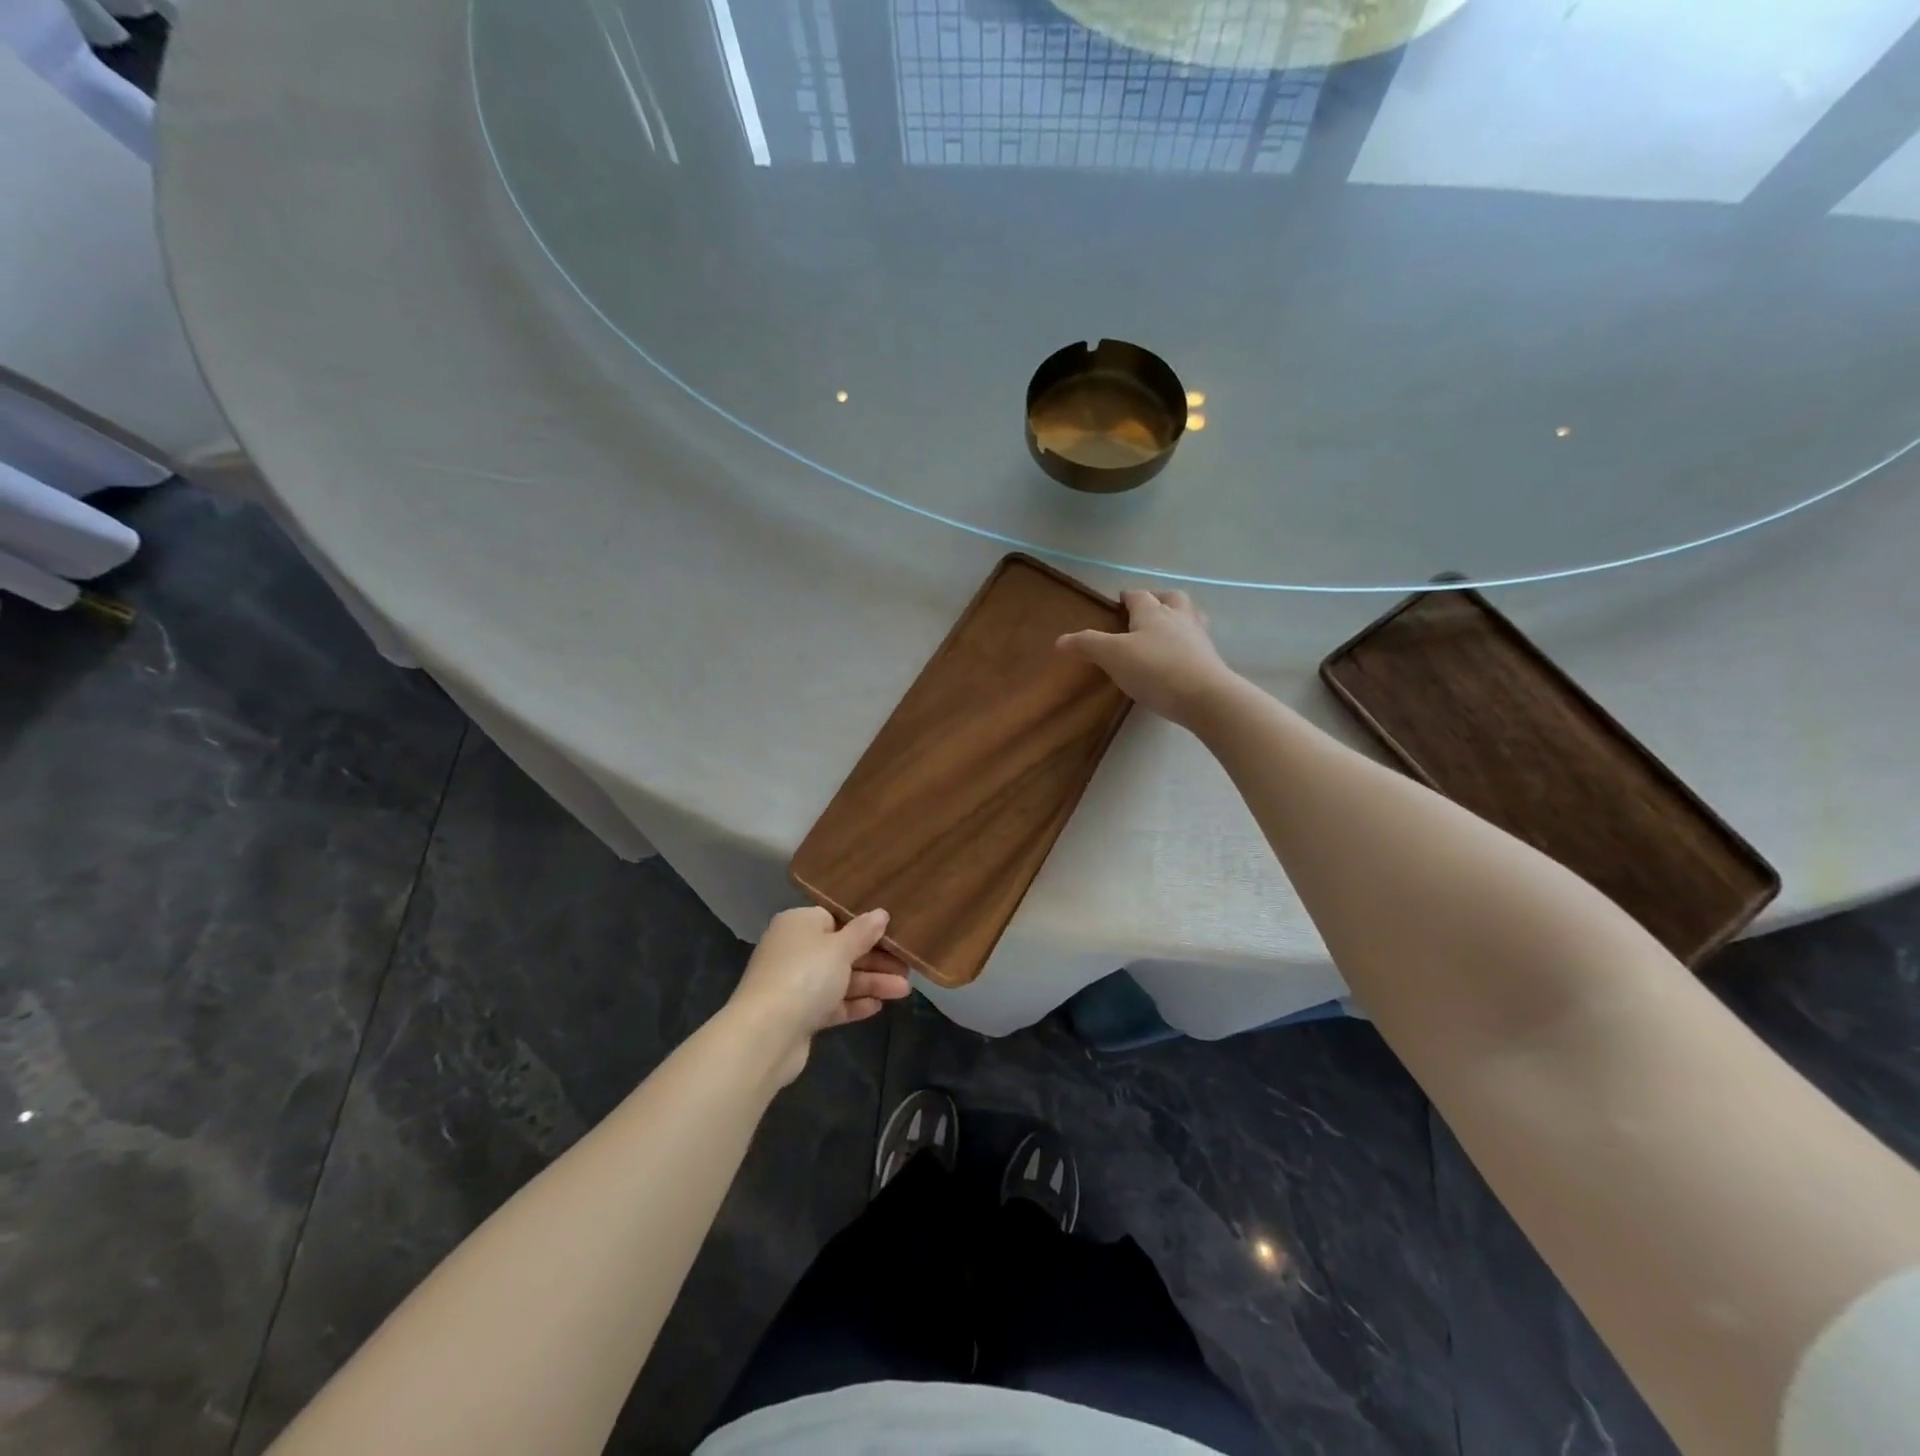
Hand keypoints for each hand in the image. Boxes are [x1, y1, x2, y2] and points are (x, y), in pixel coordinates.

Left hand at [727, 907, 911, 1084]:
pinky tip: (878, 1007)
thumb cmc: (805, 975)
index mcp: (799, 924)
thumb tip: (881, 914)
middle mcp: (795, 950)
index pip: (836, 918)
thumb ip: (863, 932)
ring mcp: (795, 984)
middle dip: (875, 961)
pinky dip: (853, 1004)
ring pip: (840, 979)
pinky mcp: (799, 1014)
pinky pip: (831, 1003)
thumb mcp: (840, 948)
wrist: (766, 1035)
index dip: (865, 927)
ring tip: (904, 991)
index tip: (893, 934)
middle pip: (841, 951)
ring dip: (871, 983)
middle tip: (907, 968)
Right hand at [1057, 589, 1237, 728]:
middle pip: (1172, 598)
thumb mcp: (1112, 656)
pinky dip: (1188, 644)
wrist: (1203, 697)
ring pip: (1190, 617)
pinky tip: (1178, 658)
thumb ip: (1087, 645)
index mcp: (1153, 612)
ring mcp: (1198, 638)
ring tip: (1165, 632)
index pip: (1139, 596)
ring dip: (1178, 618)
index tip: (1119, 602)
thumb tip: (1060, 640)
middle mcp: (1178, 618)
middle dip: (1159, 600)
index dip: (1128, 597)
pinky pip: (1198, 643)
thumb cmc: (1153, 669)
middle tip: (1146, 612)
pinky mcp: (1211, 660)